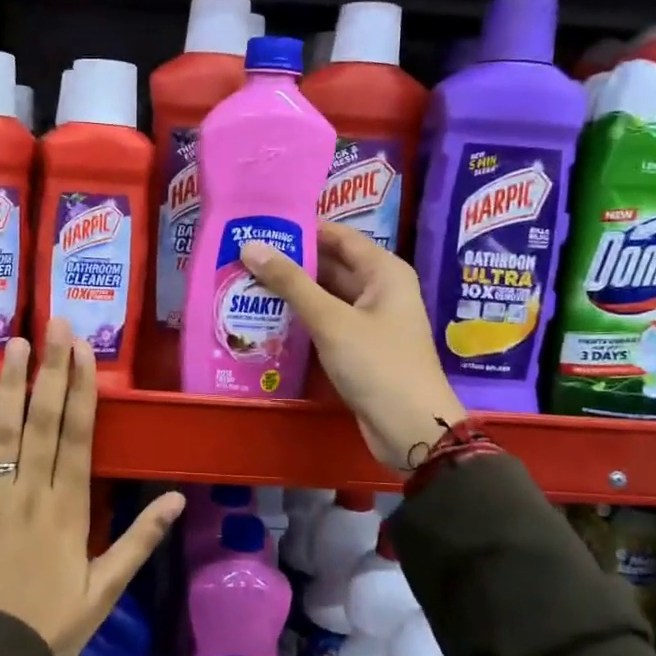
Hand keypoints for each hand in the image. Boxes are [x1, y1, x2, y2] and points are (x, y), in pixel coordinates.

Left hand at [0, 318, 184, 655]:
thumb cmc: (53, 625)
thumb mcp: (106, 589)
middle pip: (44, 422)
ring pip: (5, 432)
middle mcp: (32, 494)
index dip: (82, 390)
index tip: (84, 351)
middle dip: (52, 370)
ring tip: (18, 342)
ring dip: (13, 384)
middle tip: (56, 325)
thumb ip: (140, 540)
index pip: (79, 437)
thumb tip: (177, 498)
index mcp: (70, 510)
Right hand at [242, 223, 465, 469]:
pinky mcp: (360, 347)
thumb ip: (290, 283)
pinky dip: (301, 318)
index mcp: (384, 271)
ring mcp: (371, 320)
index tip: (262, 226)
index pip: (339, 236)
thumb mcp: (330, 320)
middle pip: (331, 265)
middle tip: (244, 257)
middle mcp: (380, 289)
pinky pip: (327, 322)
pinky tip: (268, 318)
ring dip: (293, 292)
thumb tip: (251, 246)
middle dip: (291, 262)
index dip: (302, 229)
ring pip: (326, 296)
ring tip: (246, 283)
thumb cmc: (377, 364)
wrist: (410, 429)